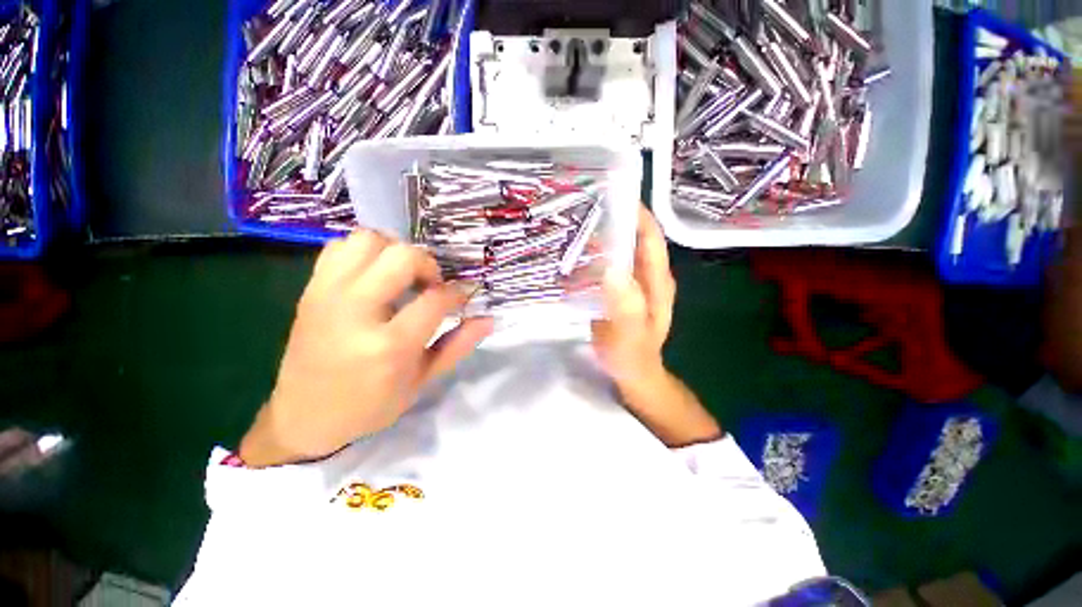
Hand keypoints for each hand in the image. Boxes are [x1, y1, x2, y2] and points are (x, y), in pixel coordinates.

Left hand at [240, 230, 493, 466]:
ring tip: (402, 276)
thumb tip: (488, 319)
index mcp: (389, 345)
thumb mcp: (422, 381)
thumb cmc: (370, 405)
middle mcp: (355, 311)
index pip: (436, 298)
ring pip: (369, 240)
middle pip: (402, 257)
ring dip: (395, 251)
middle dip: (428, 265)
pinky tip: (374, 275)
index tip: (463, 296)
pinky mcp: (311, 289)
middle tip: (431, 286)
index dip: (457, 292)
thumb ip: (458, 345)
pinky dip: (364, 252)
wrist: (303, 415)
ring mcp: (328, 295)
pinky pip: (340, 246)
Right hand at [592, 205, 720, 446]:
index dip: (636, 213)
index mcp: (656, 279)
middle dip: (612, 218)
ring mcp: (629, 281)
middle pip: (632, 237)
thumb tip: (612, 269)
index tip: (611, 194)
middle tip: (580, 205)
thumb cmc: (633, 356)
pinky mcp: (615, 289)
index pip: (650, 236)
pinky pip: (603, 264)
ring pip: (616, 249)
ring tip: (568, 222)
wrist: (630, 373)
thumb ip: (626, 307)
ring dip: (597, 235)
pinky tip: (568, 252)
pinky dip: (589, 255)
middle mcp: (645, 274)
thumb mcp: (630, 335)